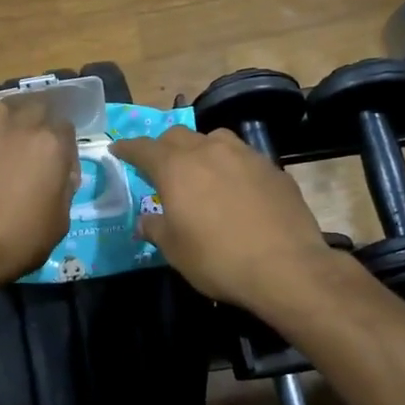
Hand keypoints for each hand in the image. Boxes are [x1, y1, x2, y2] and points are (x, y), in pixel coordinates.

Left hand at [0, 98, 78, 288]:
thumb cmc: (20, 241)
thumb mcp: (60, 222)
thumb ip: (64, 190)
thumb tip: (58, 177)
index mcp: (50, 146)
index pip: (66, 128)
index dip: (65, 149)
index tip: (60, 171)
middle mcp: (18, 130)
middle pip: (34, 108)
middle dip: (37, 124)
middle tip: (32, 151)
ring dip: (5, 121)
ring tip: (2, 142)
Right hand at [114, 126, 338, 312]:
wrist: (286, 267)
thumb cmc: (218, 259)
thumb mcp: (175, 250)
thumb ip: (156, 228)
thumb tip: (146, 221)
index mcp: (177, 167)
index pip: (144, 148)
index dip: (128, 148)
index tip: (118, 150)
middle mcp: (209, 151)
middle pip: (178, 136)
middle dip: (163, 147)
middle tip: (158, 166)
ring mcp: (245, 156)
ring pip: (214, 139)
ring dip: (200, 149)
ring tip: (200, 170)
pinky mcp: (273, 169)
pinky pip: (243, 157)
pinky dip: (230, 166)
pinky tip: (236, 188)